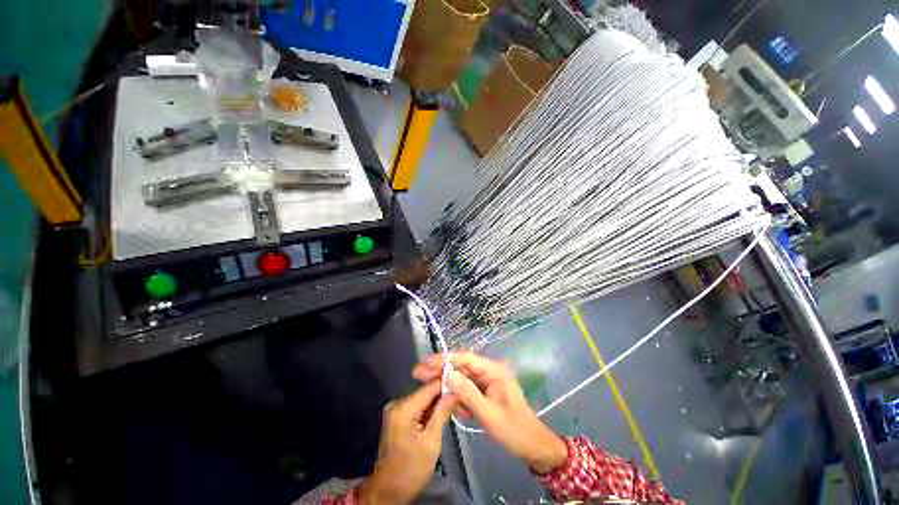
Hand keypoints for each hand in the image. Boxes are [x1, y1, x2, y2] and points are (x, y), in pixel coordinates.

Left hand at [359, 380, 455, 504]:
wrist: (388, 491)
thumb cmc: (411, 469)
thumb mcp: (431, 442)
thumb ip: (442, 413)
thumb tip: (454, 390)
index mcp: (403, 408)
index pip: (429, 387)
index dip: (447, 384)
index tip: (463, 384)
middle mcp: (397, 403)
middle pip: (426, 392)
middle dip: (444, 396)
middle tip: (463, 401)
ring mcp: (396, 410)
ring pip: (424, 399)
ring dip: (439, 403)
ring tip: (458, 407)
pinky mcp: (398, 417)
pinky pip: (418, 407)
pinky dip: (431, 411)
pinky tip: (444, 414)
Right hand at [413, 353, 567, 474]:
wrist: (534, 447)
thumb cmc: (515, 430)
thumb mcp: (489, 414)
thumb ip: (468, 394)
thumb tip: (447, 375)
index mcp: (494, 370)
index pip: (465, 358)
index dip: (444, 359)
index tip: (426, 362)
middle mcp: (490, 372)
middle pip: (461, 366)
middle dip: (441, 369)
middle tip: (418, 372)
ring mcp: (488, 382)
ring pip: (463, 378)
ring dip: (448, 384)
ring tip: (429, 387)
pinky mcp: (486, 393)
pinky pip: (468, 390)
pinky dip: (459, 397)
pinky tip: (454, 407)